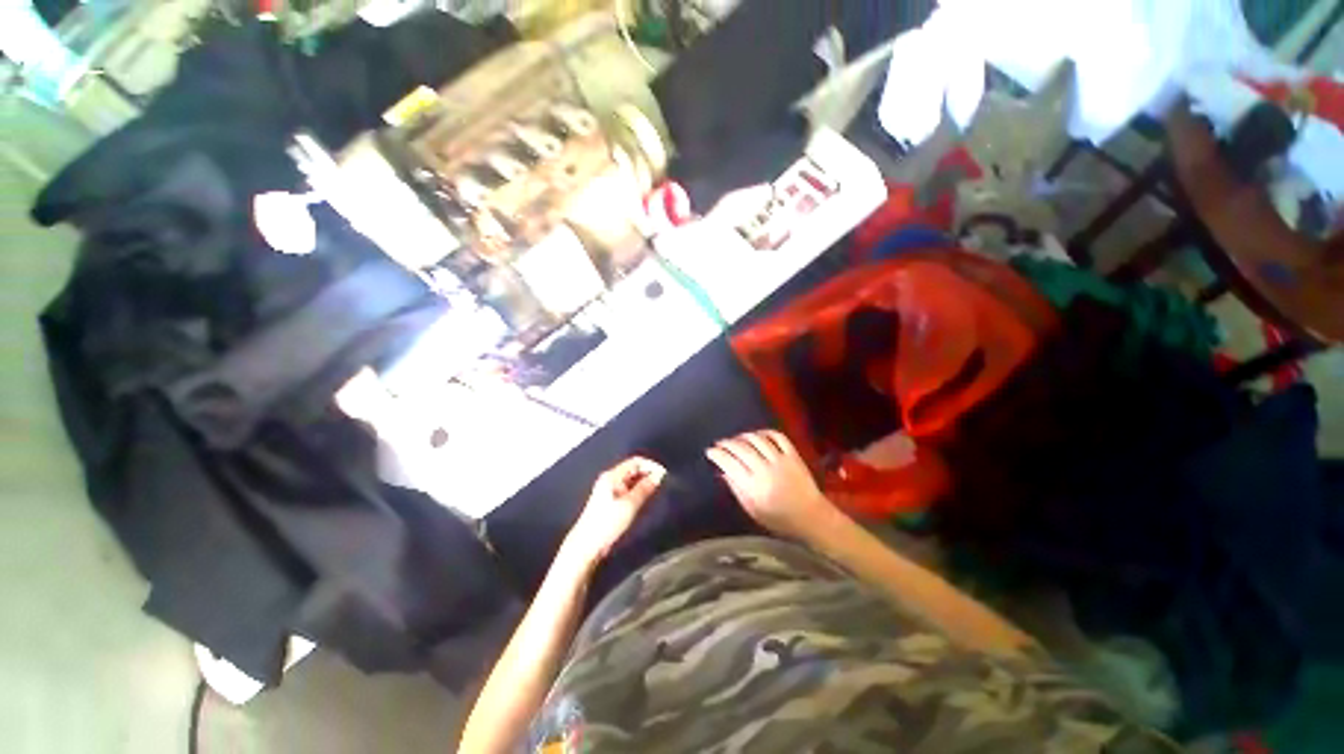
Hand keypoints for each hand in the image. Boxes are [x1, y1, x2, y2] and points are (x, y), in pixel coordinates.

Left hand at [563, 457, 666, 565]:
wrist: (587, 545)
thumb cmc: (608, 523)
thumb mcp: (629, 505)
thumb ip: (644, 488)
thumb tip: (659, 475)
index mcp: (612, 476)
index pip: (635, 462)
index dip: (651, 465)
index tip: (664, 475)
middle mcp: (610, 479)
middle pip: (633, 469)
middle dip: (649, 473)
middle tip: (664, 483)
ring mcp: (610, 490)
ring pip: (632, 480)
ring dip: (644, 483)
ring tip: (658, 490)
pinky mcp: (611, 501)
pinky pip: (629, 490)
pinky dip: (639, 491)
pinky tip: (647, 498)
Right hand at [707, 430, 836, 540]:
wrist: (812, 517)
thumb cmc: (780, 519)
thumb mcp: (753, 511)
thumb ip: (737, 490)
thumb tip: (724, 472)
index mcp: (754, 486)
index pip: (730, 463)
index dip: (718, 454)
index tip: (710, 451)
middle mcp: (766, 469)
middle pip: (741, 448)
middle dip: (727, 443)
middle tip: (720, 443)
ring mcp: (781, 460)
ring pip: (757, 439)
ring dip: (743, 436)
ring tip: (736, 439)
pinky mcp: (793, 455)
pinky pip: (777, 436)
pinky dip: (765, 432)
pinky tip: (757, 435)